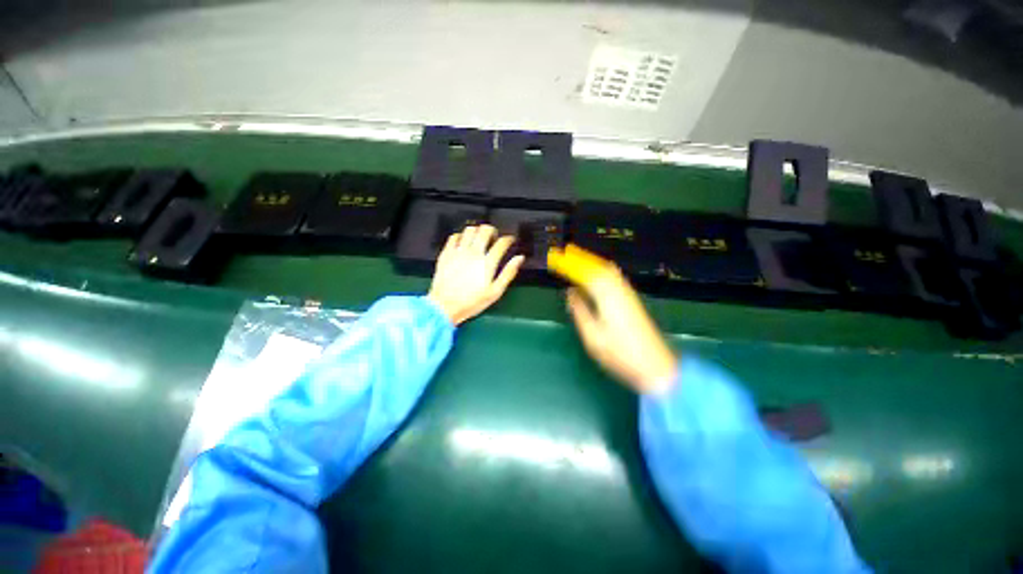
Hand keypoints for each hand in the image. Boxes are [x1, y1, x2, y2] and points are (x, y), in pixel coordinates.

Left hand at [428, 225, 524, 325]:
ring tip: (479, 238)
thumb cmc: (471, 302)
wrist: (444, 306)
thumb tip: (519, 258)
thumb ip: (508, 273)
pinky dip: (461, 236)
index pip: (502, 242)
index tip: (510, 240)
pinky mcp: (446, 253)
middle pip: (485, 230)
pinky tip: (463, 243)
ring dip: (477, 231)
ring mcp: (458, 251)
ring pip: (470, 229)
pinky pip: (454, 237)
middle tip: (494, 238)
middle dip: (493, 231)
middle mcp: (473, 253)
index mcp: (487, 262)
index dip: (509, 239)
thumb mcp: (495, 292)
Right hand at [566, 267, 677, 394]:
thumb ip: (580, 311)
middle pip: (601, 267)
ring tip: (578, 265)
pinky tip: (598, 279)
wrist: (655, 366)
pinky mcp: (633, 301)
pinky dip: (603, 272)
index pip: (587, 273)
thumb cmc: (619, 353)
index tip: (558, 260)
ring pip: (610, 271)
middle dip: (583, 260)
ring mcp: (629, 295)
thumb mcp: (592, 335)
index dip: (572, 265)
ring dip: (593, 265)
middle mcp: (619, 290)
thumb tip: (570, 292)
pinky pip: (615, 278)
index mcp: (607, 296)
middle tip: (566, 259)